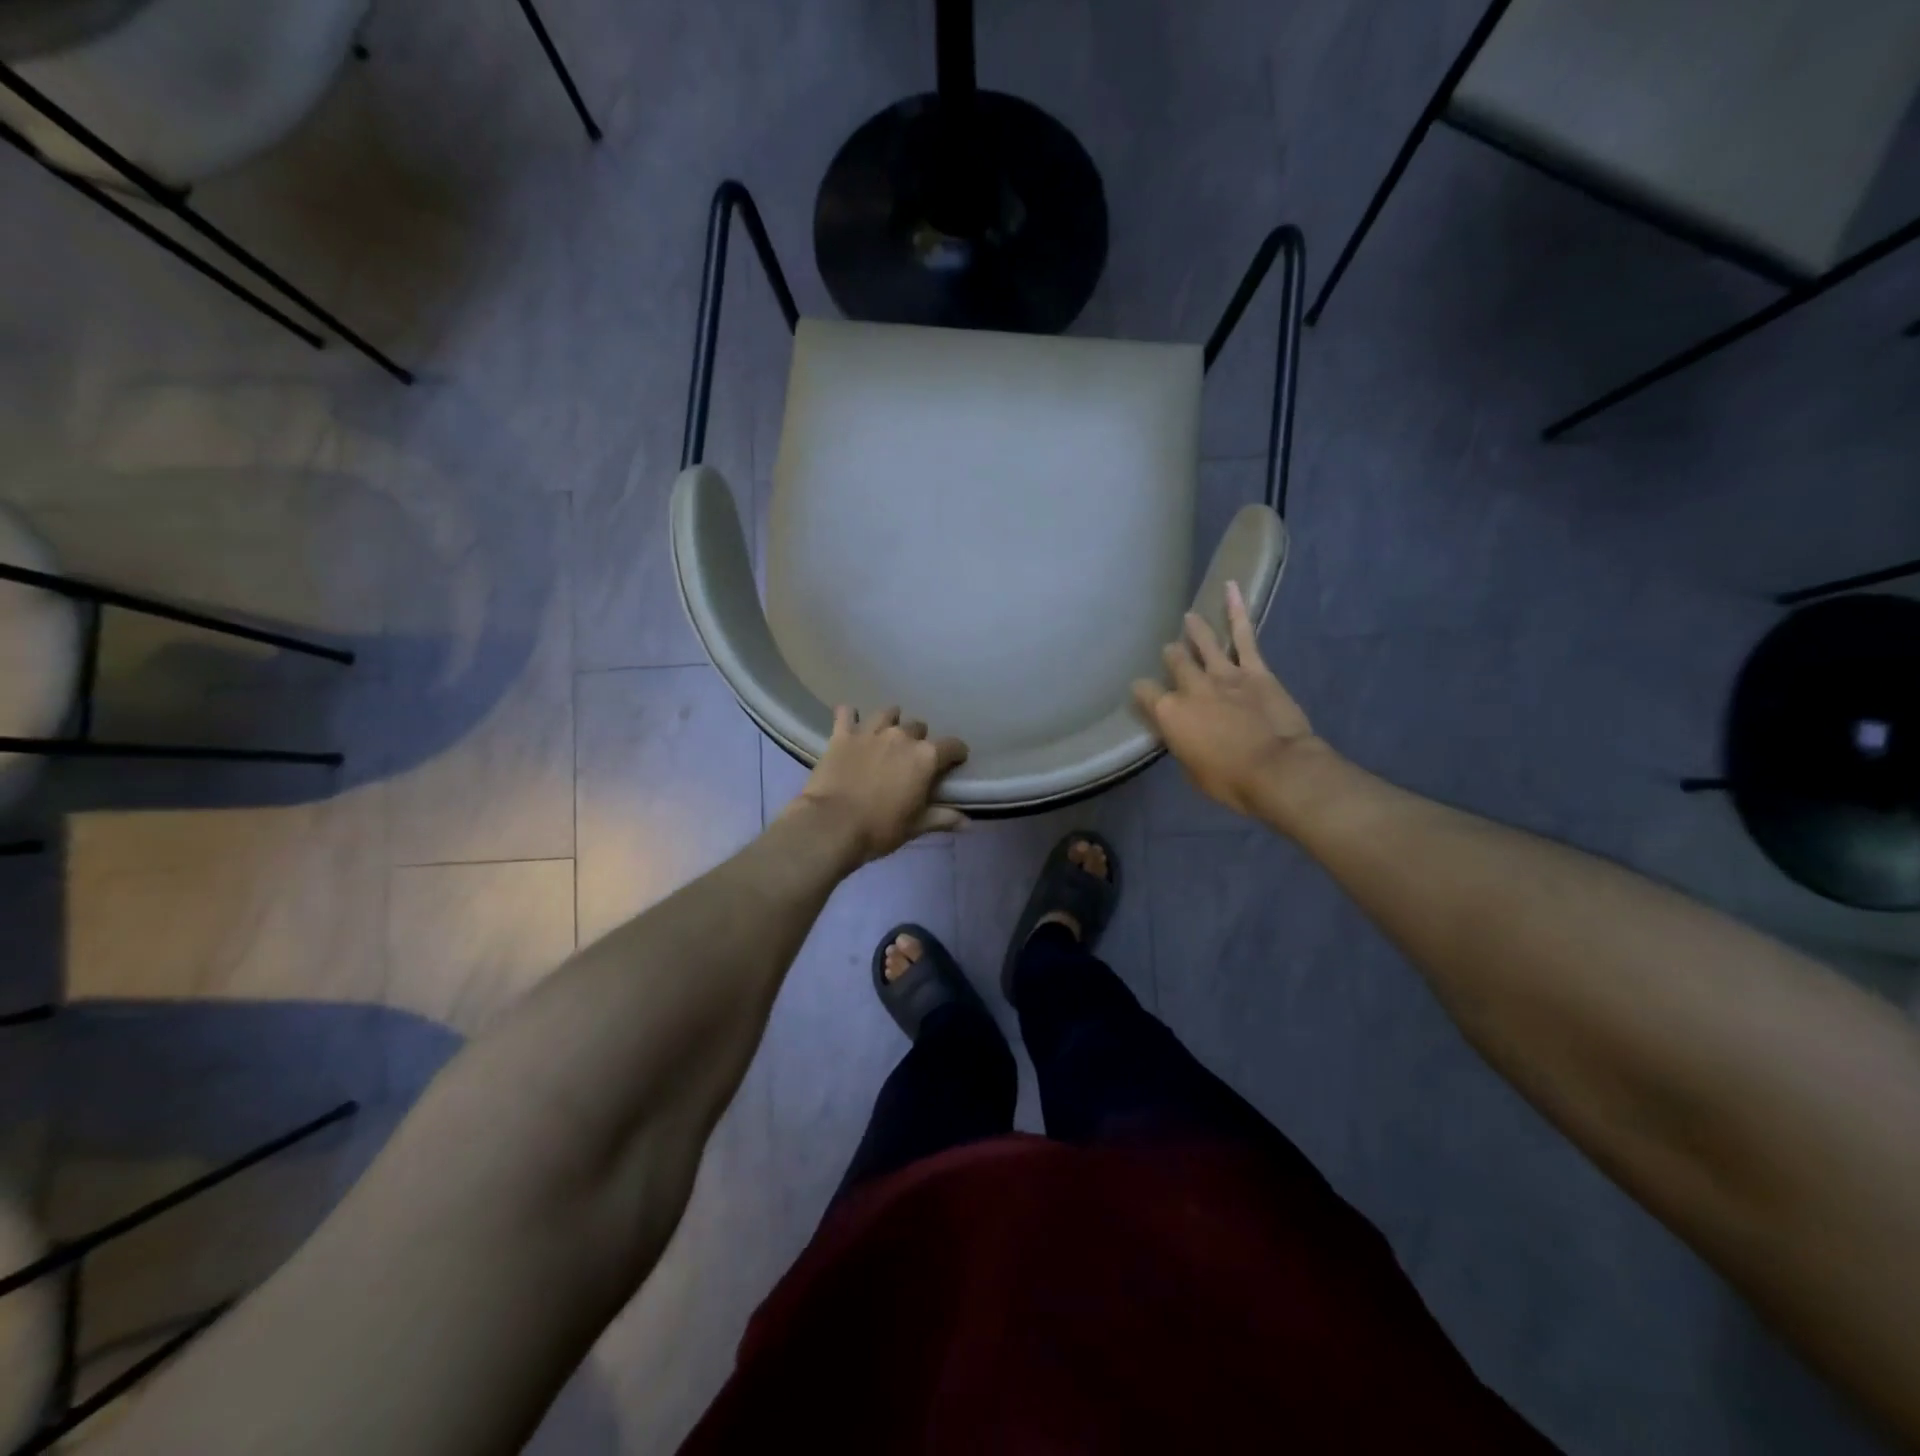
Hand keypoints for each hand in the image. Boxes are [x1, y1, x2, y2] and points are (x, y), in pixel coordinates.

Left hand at [789, 706, 968, 863]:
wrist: (832, 825)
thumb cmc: (880, 828)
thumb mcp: (916, 826)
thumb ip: (942, 818)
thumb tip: (967, 821)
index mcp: (925, 757)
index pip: (952, 745)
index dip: (956, 753)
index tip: (955, 761)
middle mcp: (901, 736)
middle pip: (918, 727)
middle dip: (919, 740)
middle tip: (911, 758)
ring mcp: (870, 732)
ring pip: (887, 713)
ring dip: (890, 721)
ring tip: (886, 735)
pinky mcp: (842, 734)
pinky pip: (847, 713)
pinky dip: (850, 716)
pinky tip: (850, 723)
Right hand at [1131, 582, 1327, 818]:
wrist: (1277, 770)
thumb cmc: (1229, 781)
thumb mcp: (1192, 770)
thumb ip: (1183, 744)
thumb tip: (1182, 733)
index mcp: (1170, 714)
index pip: (1145, 693)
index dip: (1142, 692)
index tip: (1143, 694)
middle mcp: (1191, 688)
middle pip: (1175, 663)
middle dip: (1171, 657)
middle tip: (1170, 654)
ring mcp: (1223, 674)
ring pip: (1203, 645)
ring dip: (1195, 630)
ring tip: (1189, 617)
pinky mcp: (1255, 671)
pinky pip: (1243, 636)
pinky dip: (1237, 610)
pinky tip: (1231, 588)